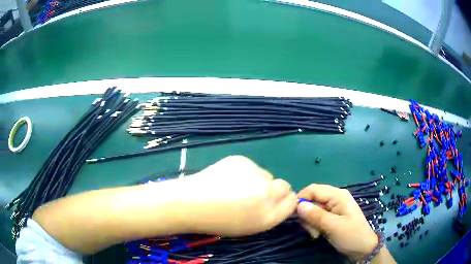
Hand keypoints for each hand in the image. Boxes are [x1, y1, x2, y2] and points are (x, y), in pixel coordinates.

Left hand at [181, 155, 296, 235]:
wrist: (191, 203)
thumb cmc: (219, 220)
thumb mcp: (250, 226)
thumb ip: (271, 214)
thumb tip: (282, 199)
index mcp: (269, 216)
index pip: (292, 201)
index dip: (285, 200)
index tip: (276, 201)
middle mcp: (267, 194)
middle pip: (284, 185)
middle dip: (274, 190)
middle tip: (255, 194)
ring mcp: (255, 174)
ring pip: (266, 175)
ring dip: (257, 180)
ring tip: (235, 188)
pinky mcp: (242, 160)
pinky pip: (250, 166)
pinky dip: (244, 172)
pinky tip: (227, 178)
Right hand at [296, 184, 377, 260]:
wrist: (362, 249)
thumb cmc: (351, 236)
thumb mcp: (334, 227)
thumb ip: (316, 215)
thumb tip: (298, 205)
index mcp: (338, 195)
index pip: (313, 189)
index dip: (301, 199)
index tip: (294, 215)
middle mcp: (334, 198)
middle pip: (312, 199)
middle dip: (307, 215)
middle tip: (310, 230)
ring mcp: (333, 208)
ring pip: (312, 210)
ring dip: (310, 222)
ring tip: (316, 234)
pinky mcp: (331, 216)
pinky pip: (316, 217)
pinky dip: (314, 225)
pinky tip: (318, 234)